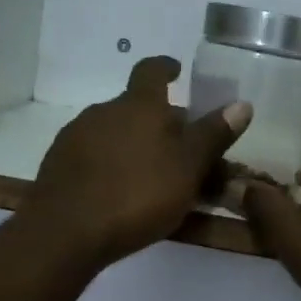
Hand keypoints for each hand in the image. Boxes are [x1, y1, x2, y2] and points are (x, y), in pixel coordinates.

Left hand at [24, 56, 250, 268]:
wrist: (65, 232)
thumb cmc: (137, 194)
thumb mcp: (188, 168)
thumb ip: (213, 136)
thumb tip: (242, 104)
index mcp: (138, 105)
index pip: (152, 70)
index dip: (166, 68)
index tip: (177, 71)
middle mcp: (103, 111)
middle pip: (135, 107)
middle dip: (158, 121)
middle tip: (180, 147)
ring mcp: (75, 137)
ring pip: (113, 131)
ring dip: (133, 144)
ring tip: (151, 173)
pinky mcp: (57, 165)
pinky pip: (93, 155)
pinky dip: (110, 164)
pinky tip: (118, 190)